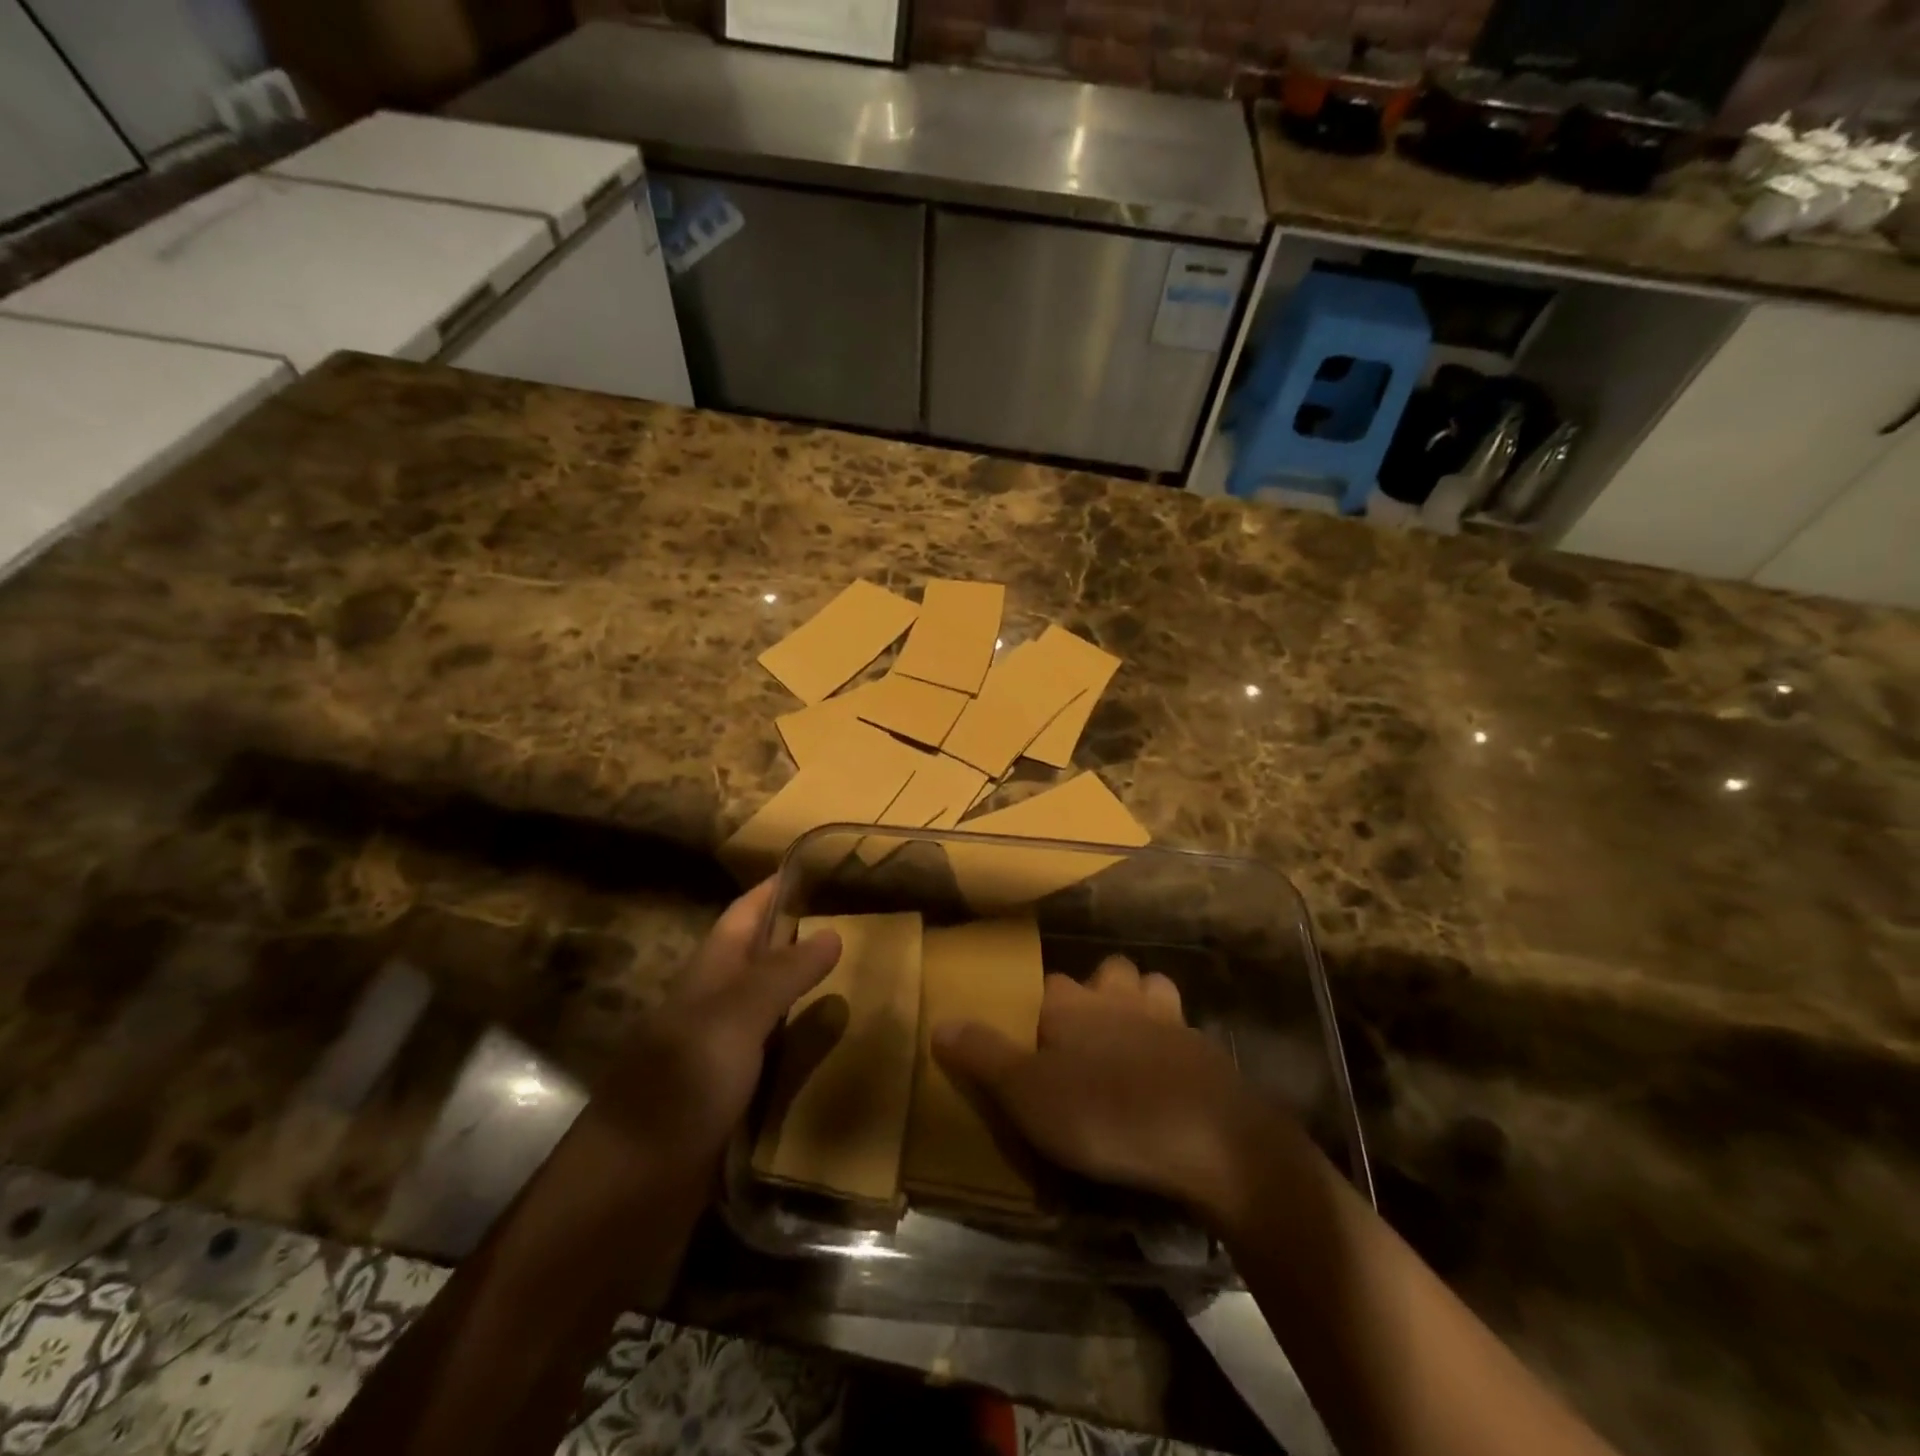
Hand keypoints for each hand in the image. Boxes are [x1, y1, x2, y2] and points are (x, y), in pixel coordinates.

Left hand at [592, 878, 841, 1170]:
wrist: (626, 1196)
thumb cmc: (678, 1091)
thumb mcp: (733, 1020)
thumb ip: (782, 975)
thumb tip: (834, 930)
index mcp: (708, 976)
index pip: (744, 914)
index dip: (775, 888)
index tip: (819, 865)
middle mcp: (713, 1007)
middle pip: (759, 957)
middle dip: (801, 934)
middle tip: (860, 921)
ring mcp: (719, 1055)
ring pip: (770, 1006)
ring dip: (807, 988)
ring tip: (862, 975)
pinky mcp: (729, 1098)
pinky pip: (775, 1055)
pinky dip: (805, 1041)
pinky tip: (837, 1046)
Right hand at [932, 955, 1262, 1221]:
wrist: (1209, 1138)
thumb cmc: (1106, 1113)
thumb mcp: (1027, 1094)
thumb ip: (983, 1056)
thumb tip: (939, 1022)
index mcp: (1072, 1004)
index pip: (1048, 985)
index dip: (1040, 1006)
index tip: (1032, 1036)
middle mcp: (1118, 998)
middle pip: (1106, 973)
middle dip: (1097, 992)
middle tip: (1084, 1037)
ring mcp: (1168, 1018)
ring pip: (1150, 987)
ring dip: (1140, 1003)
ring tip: (1129, 1041)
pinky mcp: (1205, 1049)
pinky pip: (1184, 1029)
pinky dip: (1174, 1041)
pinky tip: (1169, 1073)